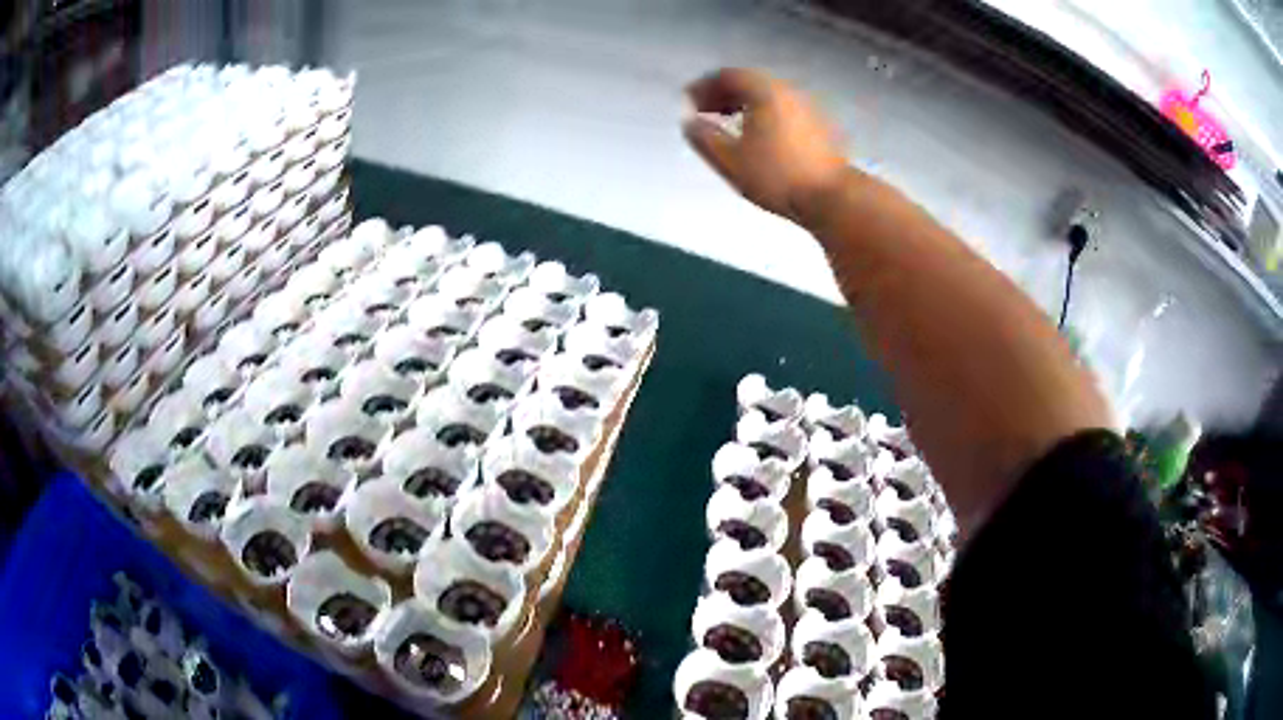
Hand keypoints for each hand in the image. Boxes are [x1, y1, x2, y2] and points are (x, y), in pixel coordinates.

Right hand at [683, 68, 848, 223]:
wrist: (832, 197)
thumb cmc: (777, 176)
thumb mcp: (730, 160)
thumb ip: (704, 137)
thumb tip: (689, 122)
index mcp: (764, 92)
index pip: (728, 76)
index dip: (704, 86)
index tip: (689, 102)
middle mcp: (788, 91)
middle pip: (750, 82)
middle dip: (723, 93)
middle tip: (705, 111)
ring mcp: (807, 107)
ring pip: (768, 95)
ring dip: (743, 103)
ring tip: (728, 124)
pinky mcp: (819, 126)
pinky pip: (783, 109)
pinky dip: (763, 113)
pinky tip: (758, 137)